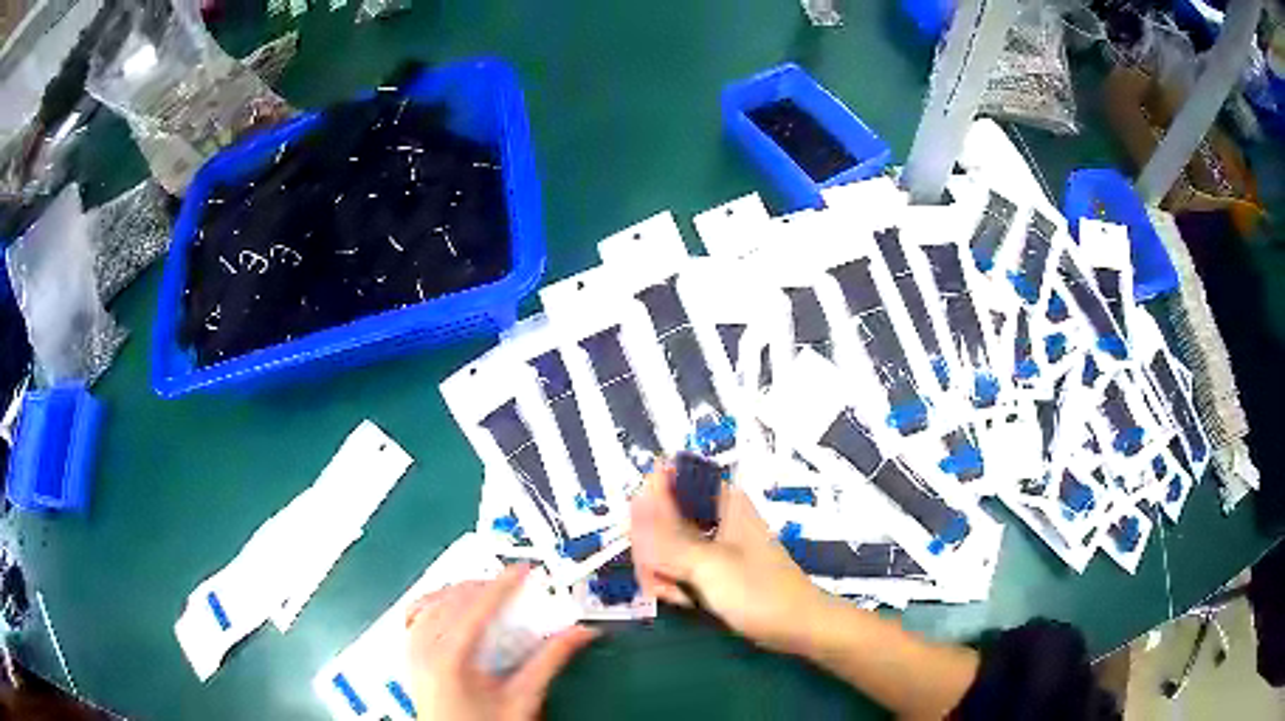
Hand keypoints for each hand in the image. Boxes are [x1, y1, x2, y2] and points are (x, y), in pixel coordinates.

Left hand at [406, 565, 598, 720]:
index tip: (523, 570)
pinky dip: (436, 604)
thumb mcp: (523, 699)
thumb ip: (549, 662)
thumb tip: (579, 634)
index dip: (502, 585)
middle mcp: (424, 650)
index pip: (476, 607)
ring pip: (430, 603)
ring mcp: (412, 652)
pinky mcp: (409, 657)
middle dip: (483, 586)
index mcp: (450, 659)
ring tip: (486, 592)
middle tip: (513, 584)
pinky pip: (416, 615)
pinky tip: (452, 608)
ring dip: (459, 592)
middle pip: (451, 599)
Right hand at [630, 463, 834, 654]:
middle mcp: (712, 513)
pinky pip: (673, 563)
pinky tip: (680, 600)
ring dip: (657, 570)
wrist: (796, 627)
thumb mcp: (708, 565)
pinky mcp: (709, 565)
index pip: (665, 480)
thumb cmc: (759, 592)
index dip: (646, 507)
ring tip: (674, 595)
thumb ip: (666, 535)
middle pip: (656, 515)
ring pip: (660, 543)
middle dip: (649, 550)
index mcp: (719, 500)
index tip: (646, 543)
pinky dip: (669, 581)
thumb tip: (637, 497)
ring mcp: (710, 540)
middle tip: (659, 578)